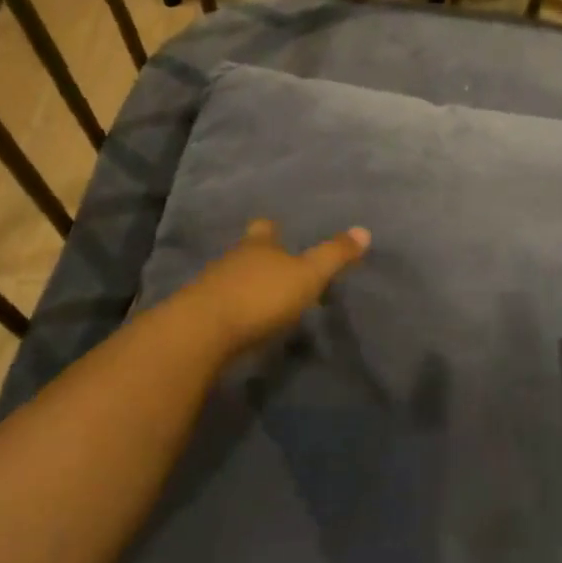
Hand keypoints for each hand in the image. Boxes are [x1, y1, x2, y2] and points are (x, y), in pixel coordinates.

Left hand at [170, 219, 369, 355]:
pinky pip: (219, 306)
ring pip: (230, 279)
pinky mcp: (197, 317)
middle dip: (258, 258)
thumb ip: (334, 255)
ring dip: (244, 286)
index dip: (272, 229)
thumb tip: (364, 230)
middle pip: (246, 253)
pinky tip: (241, 323)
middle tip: (276, 267)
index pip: (264, 229)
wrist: (201, 333)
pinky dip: (231, 310)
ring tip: (262, 298)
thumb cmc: (260, 296)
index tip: (276, 229)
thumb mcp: (308, 275)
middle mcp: (231, 260)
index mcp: (258, 246)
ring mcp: (210, 287)